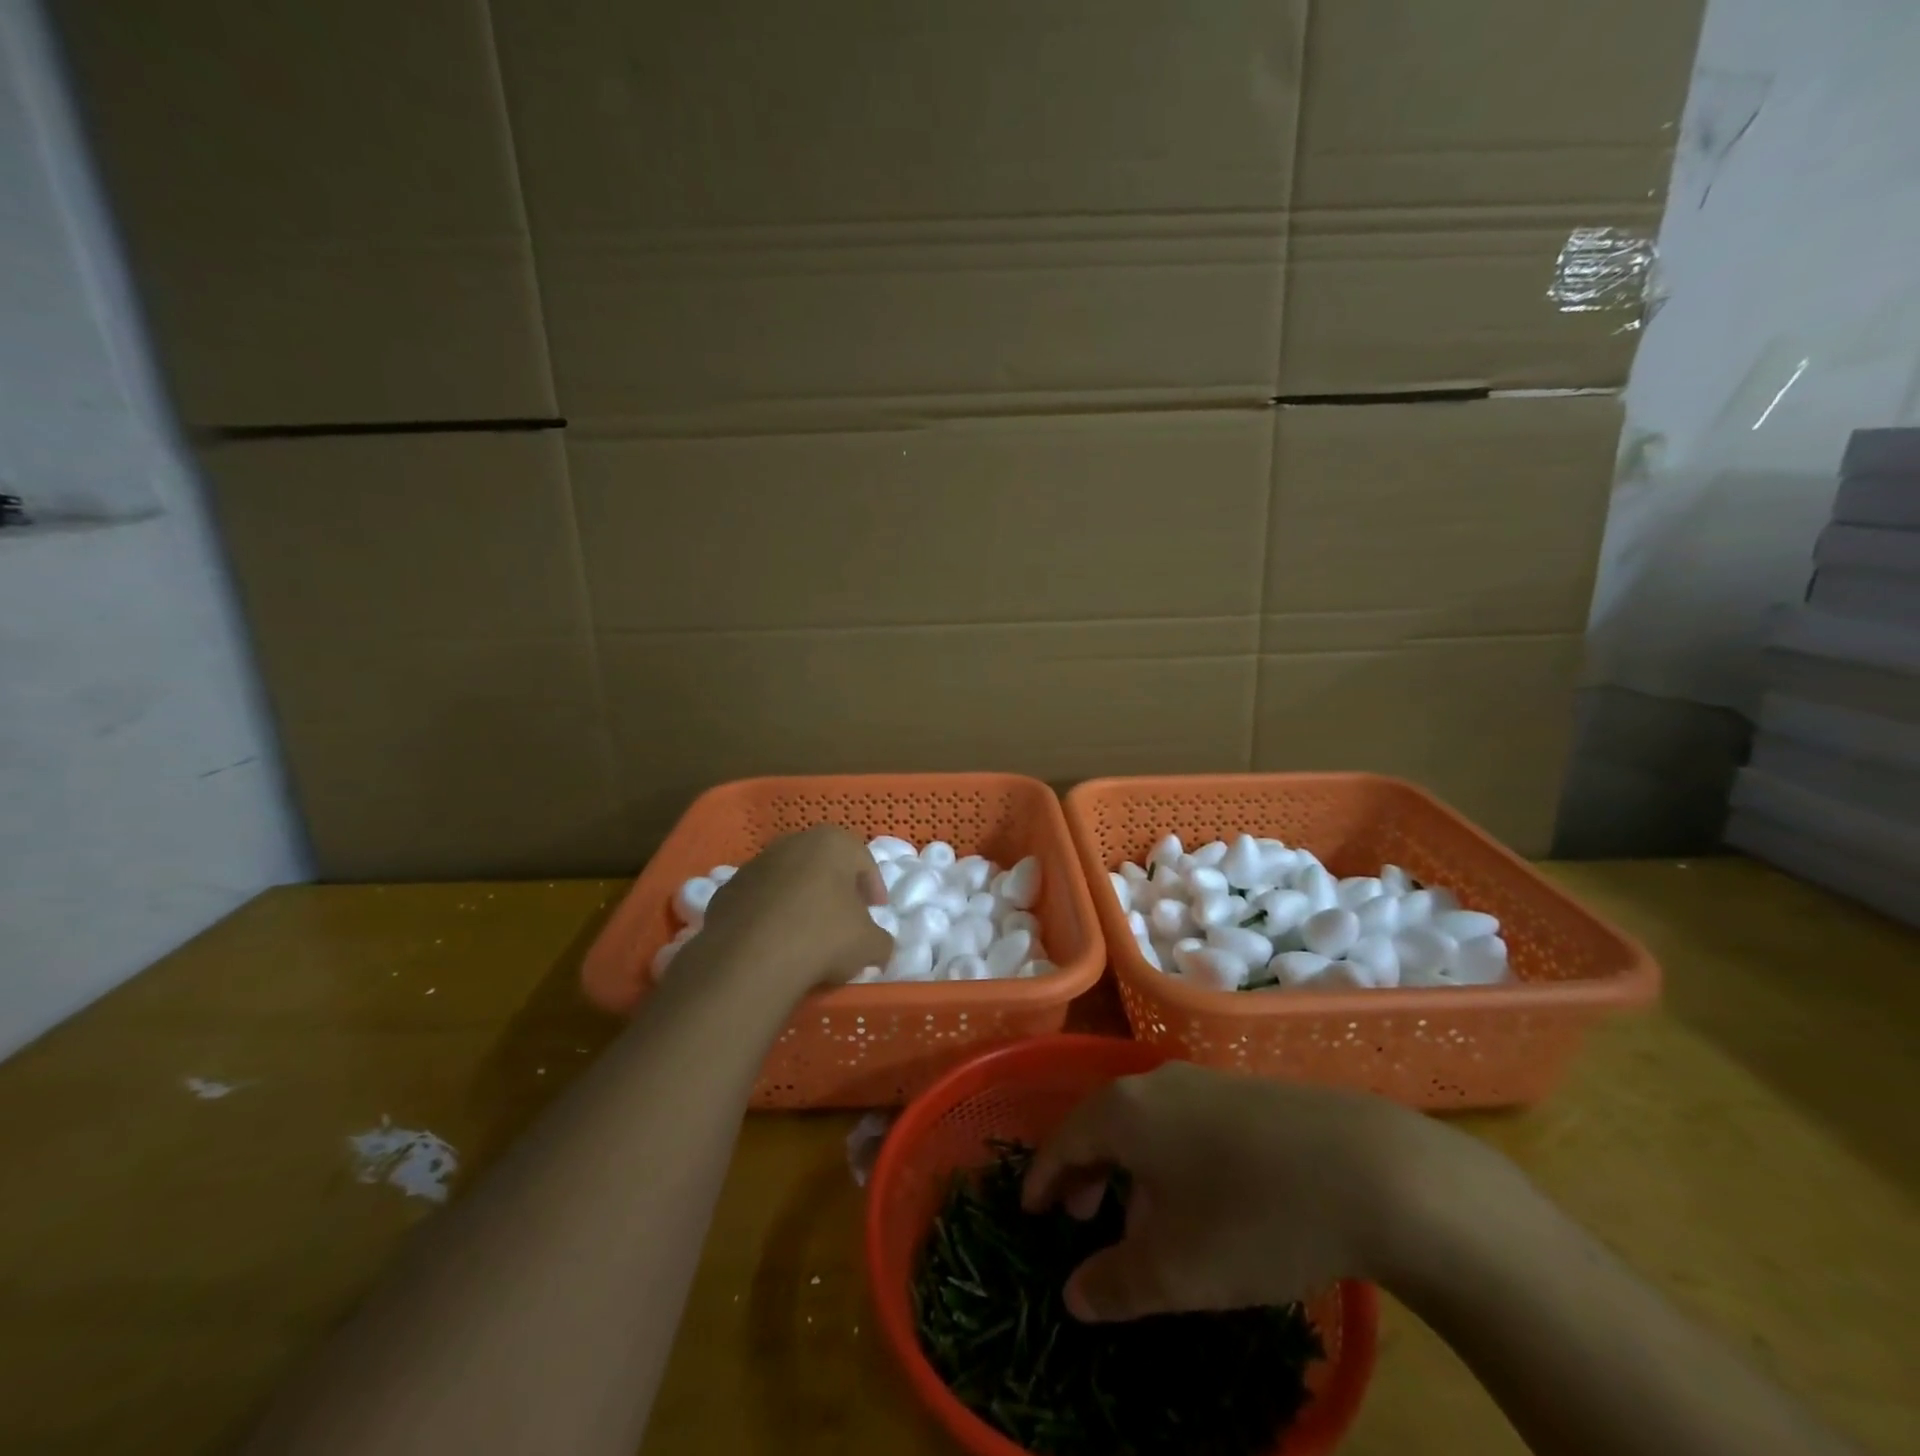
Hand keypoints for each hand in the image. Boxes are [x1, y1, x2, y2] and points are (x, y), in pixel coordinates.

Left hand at [696, 826, 892, 995]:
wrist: (750, 960)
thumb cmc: (823, 938)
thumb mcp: (870, 945)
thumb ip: (881, 939)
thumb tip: (877, 946)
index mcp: (833, 843)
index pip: (863, 861)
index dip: (873, 888)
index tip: (876, 912)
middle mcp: (793, 843)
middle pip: (823, 864)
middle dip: (835, 889)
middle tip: (844, 919)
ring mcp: (754, 865)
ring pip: (788, 880)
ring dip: (799, 900)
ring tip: (806, 935)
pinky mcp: (726, 891)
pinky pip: (758, 900)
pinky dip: (769, 916)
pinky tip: (773, 943)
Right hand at [1022, 1061, 1482, 1321]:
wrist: (1372, 1171)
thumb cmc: (1252, 1217)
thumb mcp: (1177, 1270)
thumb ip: (1114, 1284)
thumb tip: (1073, 1296)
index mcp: (1125, 1110)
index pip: (1064, 1138)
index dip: (1043, 1179)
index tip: (1030, 1213)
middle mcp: (1157, 1083)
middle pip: (1102, 1123)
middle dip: (1085, 1173)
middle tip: (1080, 1218)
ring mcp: (1206, 1082)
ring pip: (1146, 1124)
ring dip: (1130, 1169)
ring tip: (1140, 1220)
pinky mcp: (1248, 1094)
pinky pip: (1184, 1123)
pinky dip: (1169, 1159)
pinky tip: (1199, 1200)